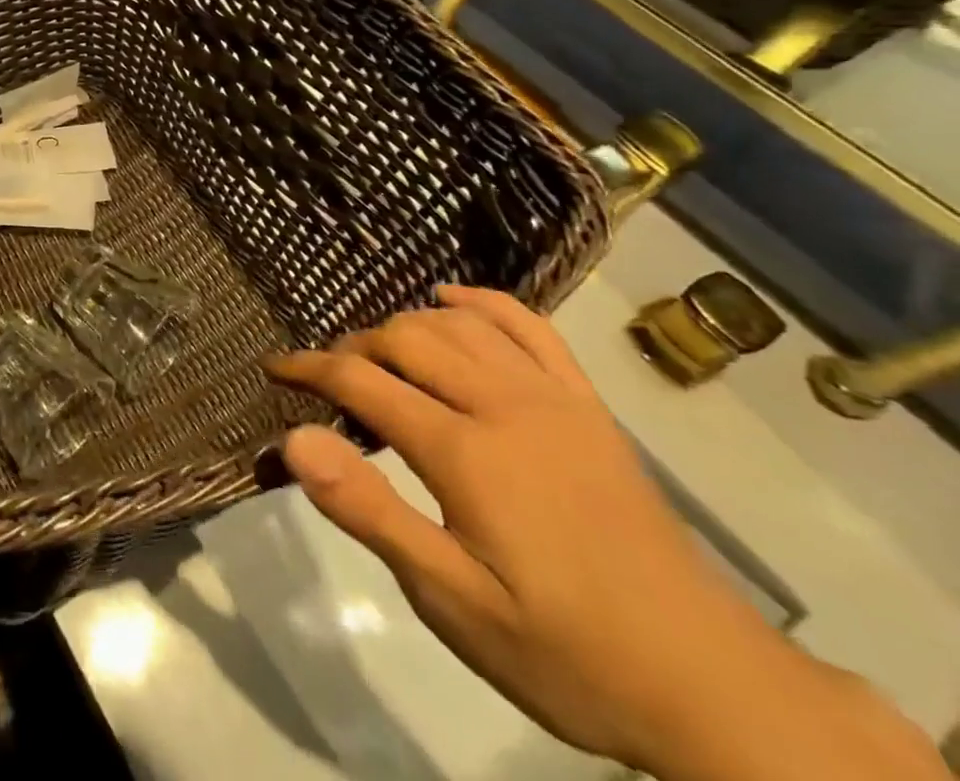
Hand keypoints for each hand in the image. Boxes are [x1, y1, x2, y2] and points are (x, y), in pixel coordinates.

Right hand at [263, 287, 943, 780]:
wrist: (711, 687)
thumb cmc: (564, 651)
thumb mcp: (452, 602)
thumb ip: (370, 512)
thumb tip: (295, 440)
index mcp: (464, 451)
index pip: (362, 380)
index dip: (309, 368)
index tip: (275, 369)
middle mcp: (503, 404)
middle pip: (405, 339)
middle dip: (353, 346)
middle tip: (327, 376)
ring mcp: (552, 398)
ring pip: (457, 324)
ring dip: (405, 325)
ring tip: (379, 353)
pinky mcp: (587, 406)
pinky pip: (529, 328)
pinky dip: (482, 303)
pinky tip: (452, 299)